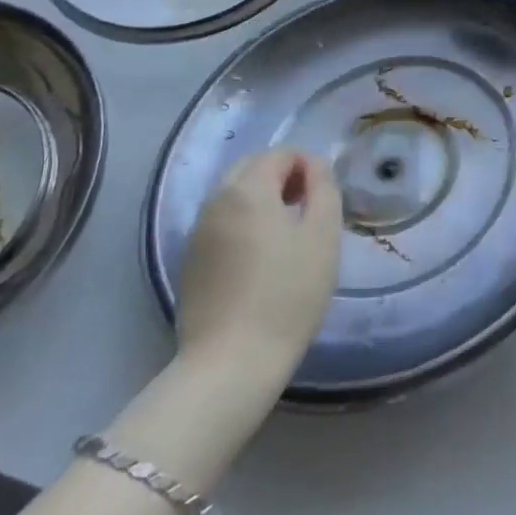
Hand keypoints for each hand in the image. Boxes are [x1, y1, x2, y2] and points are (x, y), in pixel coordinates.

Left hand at [176, 150, 341, 387]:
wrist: (231, 361)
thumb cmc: (288, 294)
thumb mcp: (323, 236)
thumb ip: (323, 189)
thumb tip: (315, 166)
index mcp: (247, 189)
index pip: (280, 153)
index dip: (308, 165)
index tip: (325, 195)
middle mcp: (215, 201)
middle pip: (251, 168)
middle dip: (282, 176)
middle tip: (308, 207)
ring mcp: (197, 232)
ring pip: (233, 195)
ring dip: (262, 199)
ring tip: (288, 233)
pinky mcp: (190, 262)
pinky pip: (221, 224)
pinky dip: (243, 223)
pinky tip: (261, 259)